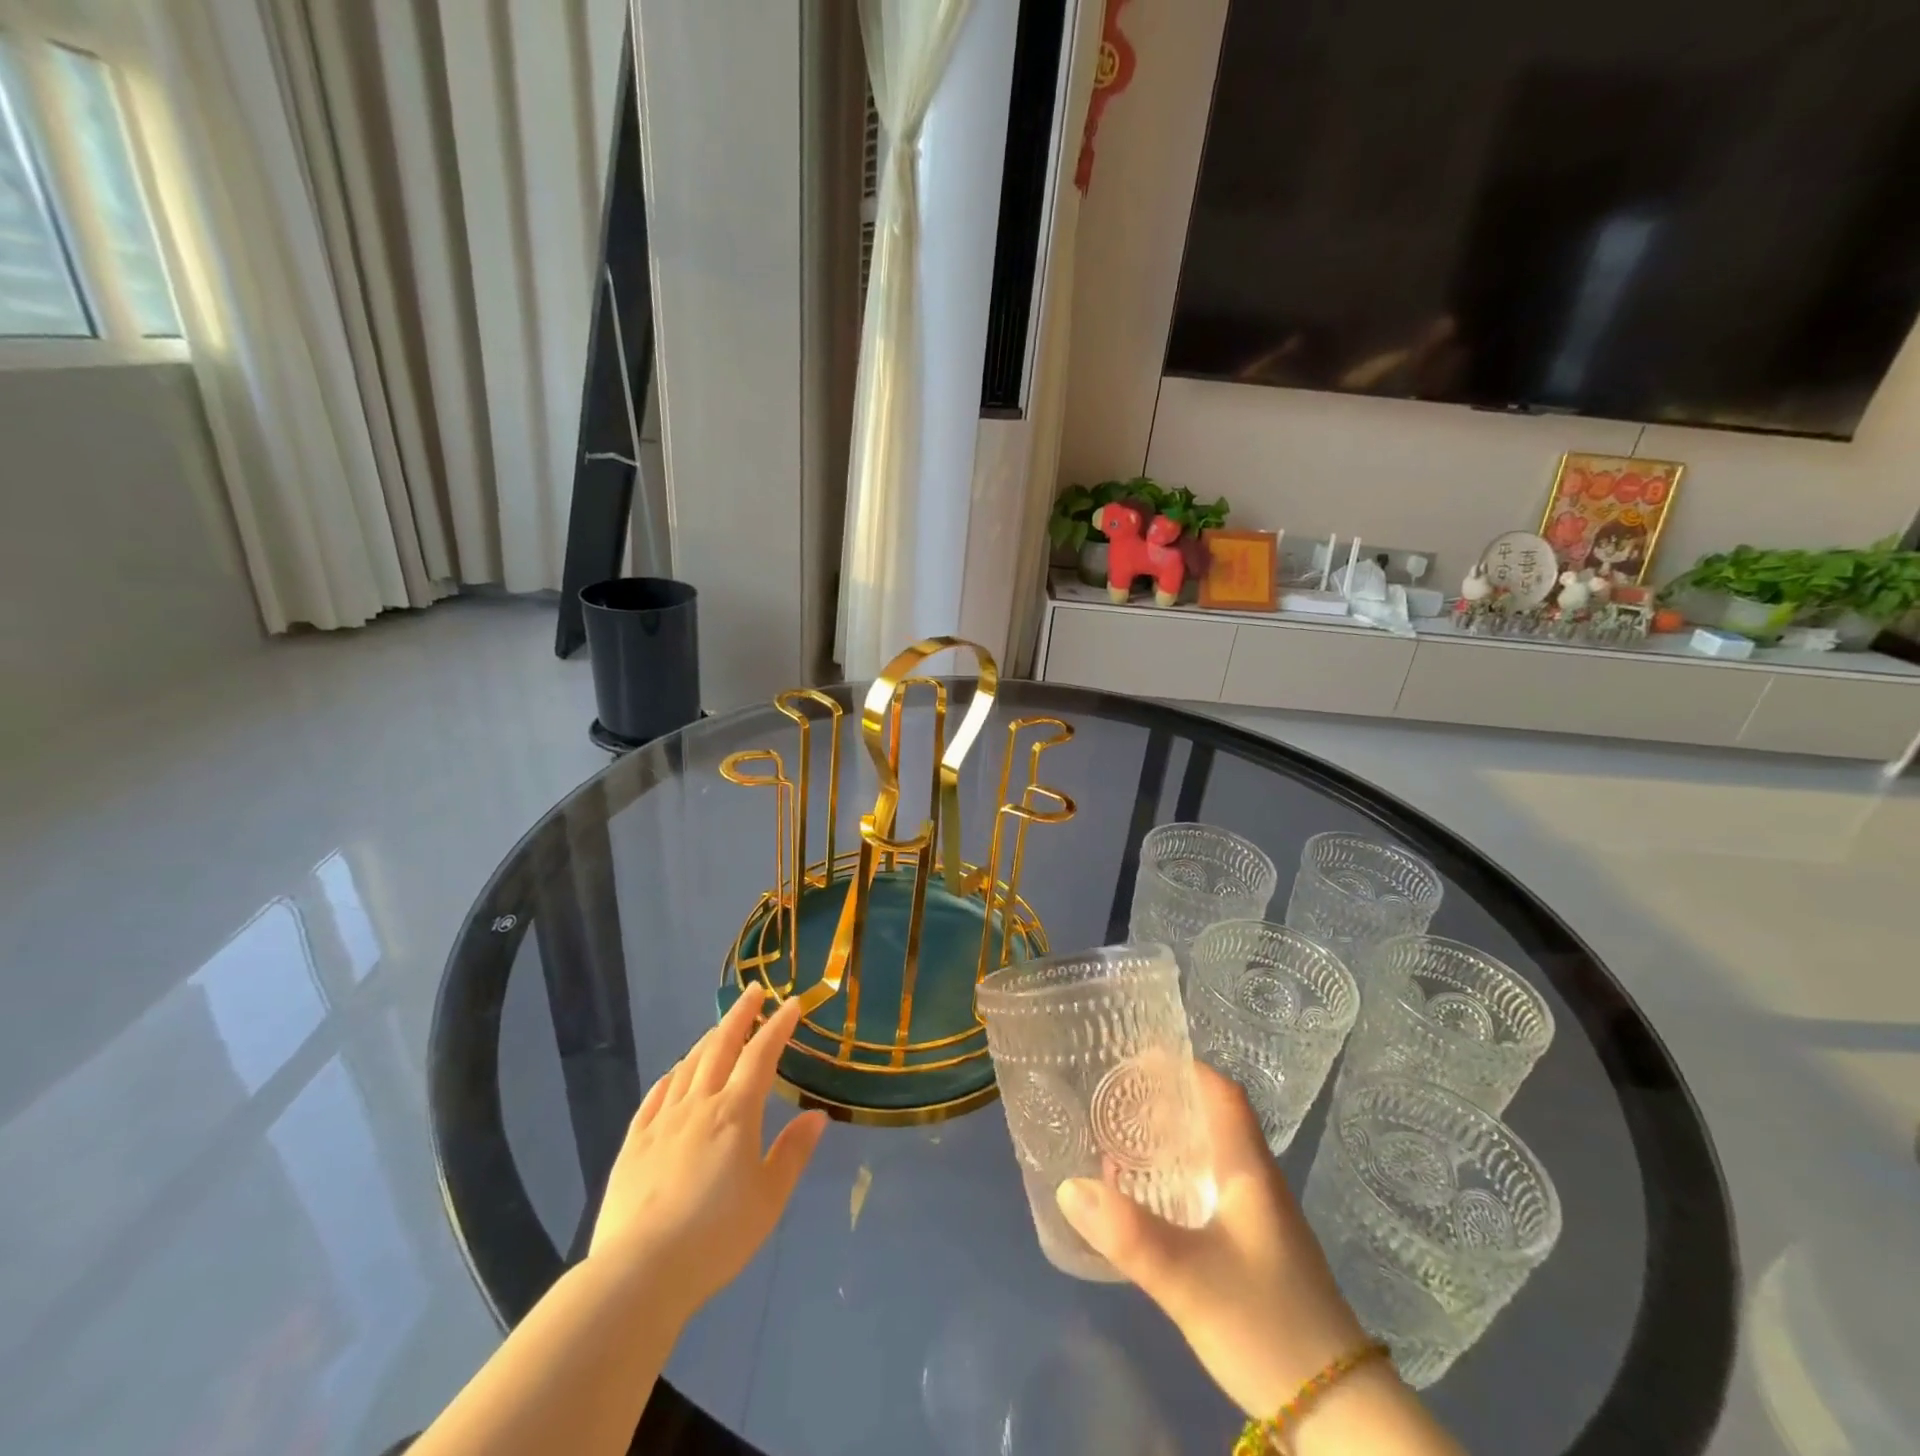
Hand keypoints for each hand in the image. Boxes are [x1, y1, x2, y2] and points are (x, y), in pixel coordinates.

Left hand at [588, 988, 827, 1320]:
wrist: (640, 1272)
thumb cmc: (717, 1235)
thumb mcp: (770, 1198)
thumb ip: (793, 1152)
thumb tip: (817, 1115)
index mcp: (736, 1112)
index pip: (762, 1055)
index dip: (778, 1026)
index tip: (792, 1004)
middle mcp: (699, 1104)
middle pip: (721, 1046)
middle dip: (740, 1015)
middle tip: (754, 992)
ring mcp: (662, 1121)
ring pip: (688, 1066)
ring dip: (708, 1040)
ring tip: (719, 1028)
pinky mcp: (633, 1143)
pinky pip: (656, 1095)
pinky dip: (671, 1076)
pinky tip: (675, 1073)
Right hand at [1055, 1064, 1369, 1418]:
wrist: (1340, 1420)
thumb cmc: (1267, 1327)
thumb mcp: (1188, 1278)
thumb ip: (1128, 1234)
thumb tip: (1068, 1185)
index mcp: (1250, 1171)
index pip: (1223, 1095)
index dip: (1185, 1068)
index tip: (1139, 1058)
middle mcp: (1258, 1185)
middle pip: (1214, 1122)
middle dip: (1167, 1104)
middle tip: (1115, 1100)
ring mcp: (1261, 1223)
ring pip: (1212, 1161)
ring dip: (1171, 1146)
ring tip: (1121, 1145)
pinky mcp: (1257, 1256)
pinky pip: (1211, 1197)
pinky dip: (1178, 1185)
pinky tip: (1151, 1206)